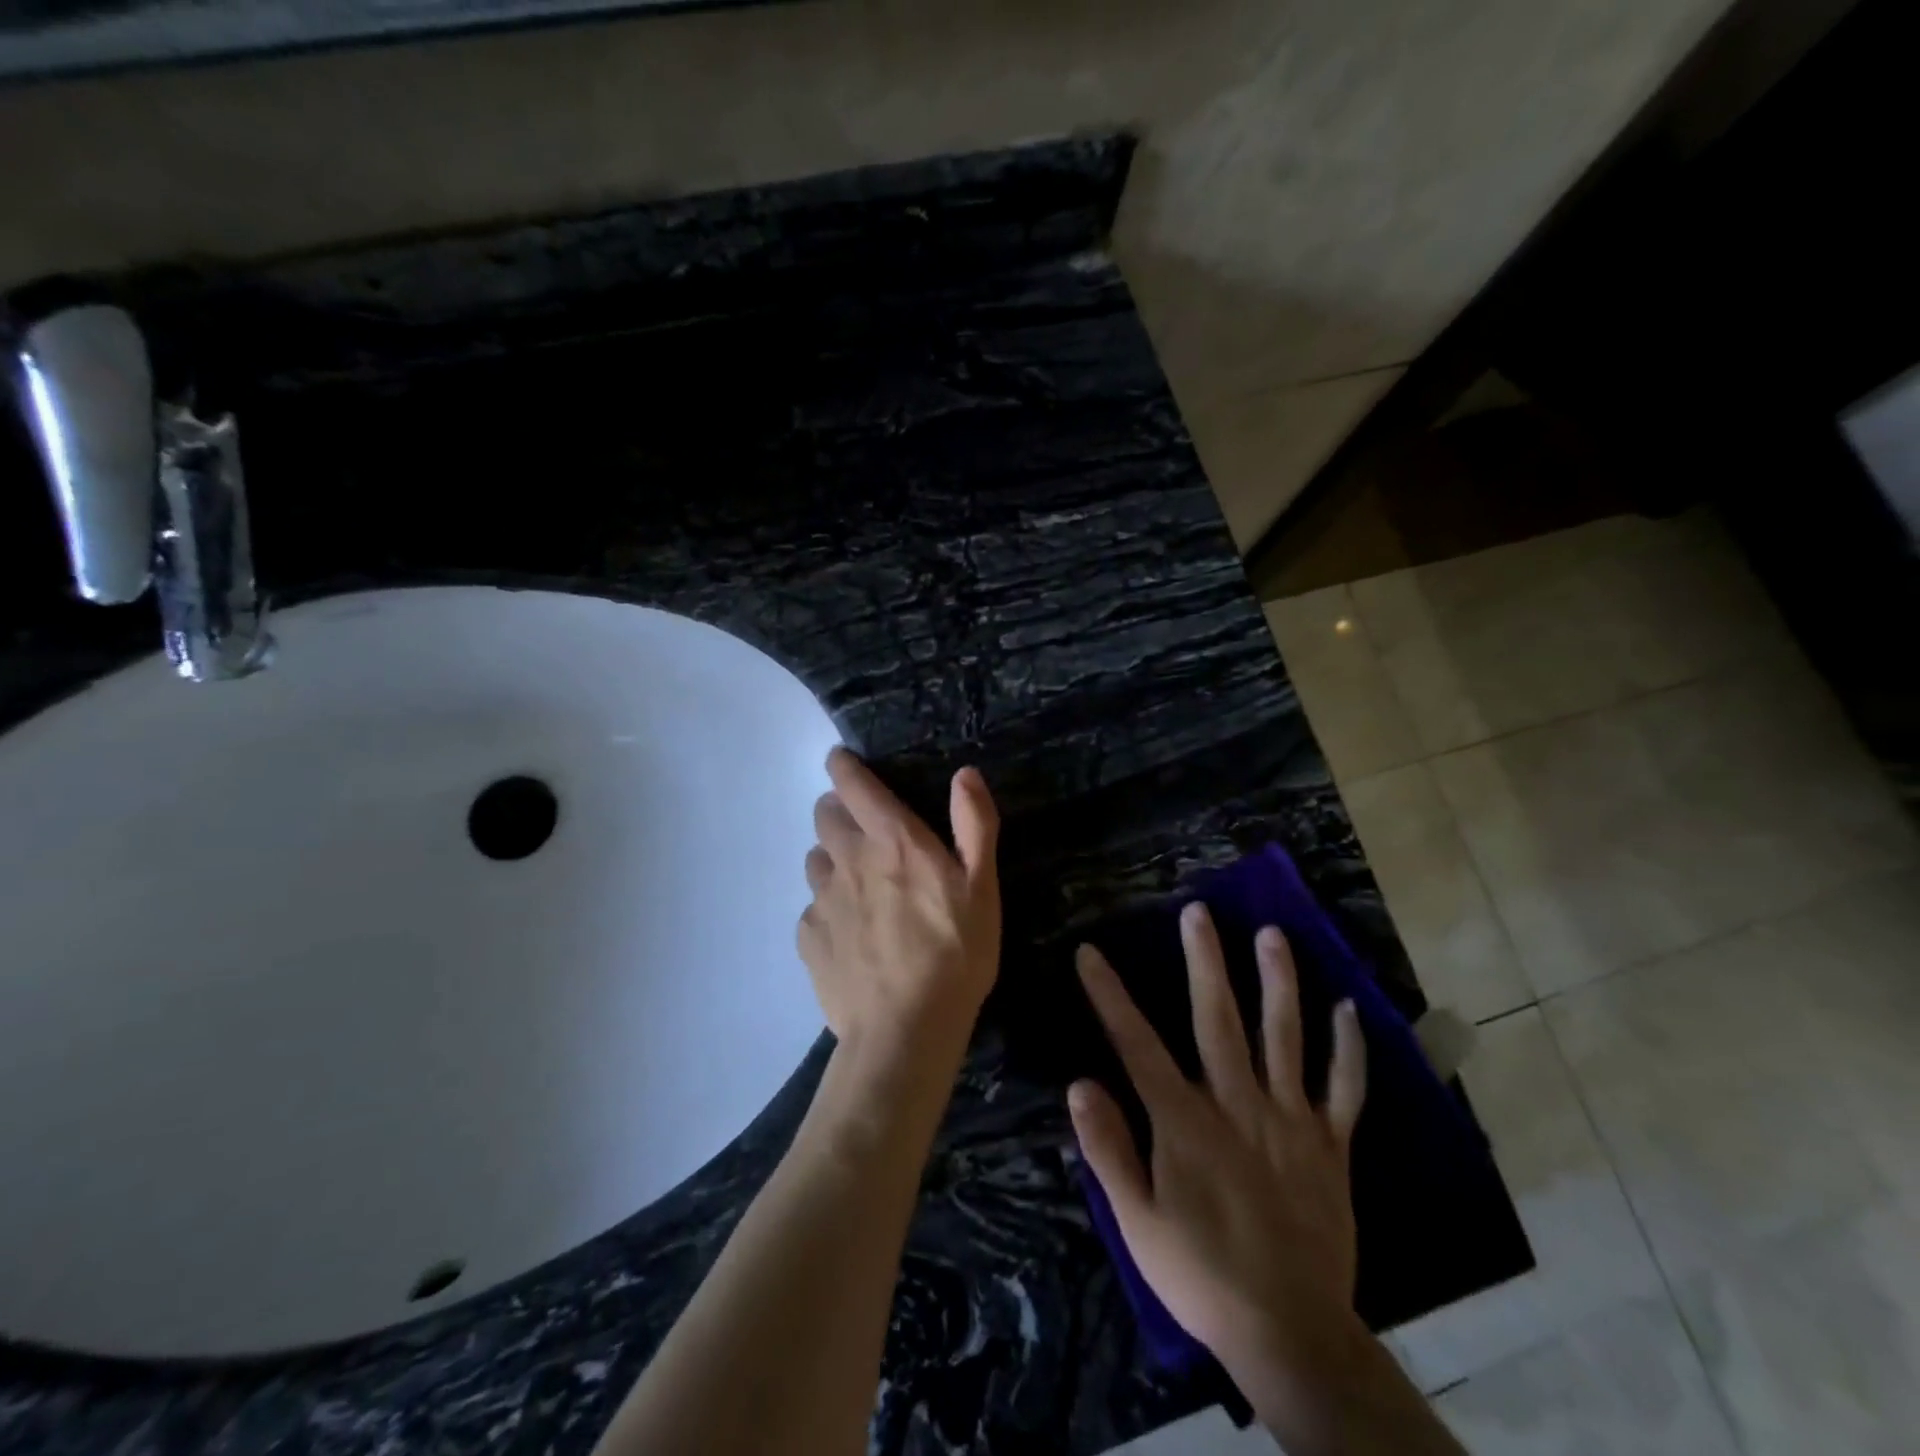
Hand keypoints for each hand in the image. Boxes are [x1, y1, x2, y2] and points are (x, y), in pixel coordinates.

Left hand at [797, 748, 1001, 1057]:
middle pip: (824, 815)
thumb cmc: (954, 955)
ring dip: (833, 857)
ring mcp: (823, 900)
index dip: (843, 766)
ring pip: (816, 859)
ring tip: (860, 883)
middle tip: (864, 828)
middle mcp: (848, 860)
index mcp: (892, 841)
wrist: (904, 1031)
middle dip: (838, 810)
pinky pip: (813, 908)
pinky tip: (850, 933)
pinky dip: (828, 907)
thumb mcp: (983, 888)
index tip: (842, 761)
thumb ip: (975, 825)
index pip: (852, 784)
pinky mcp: (809, 938)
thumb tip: (965, 774)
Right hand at [1069, 904, 1366, 1384]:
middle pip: (1218, 1019)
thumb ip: (1108, 1148)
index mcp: (1185, 1120)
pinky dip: (1348, 1049)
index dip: (1109, 995)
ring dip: (1278, 982)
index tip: (1090, 953)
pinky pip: (1343, 1089)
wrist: (1291, 1333)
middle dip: (1204, 961)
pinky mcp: (1329, 1145)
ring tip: (1272, 934)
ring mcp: (1290, 1120)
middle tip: (1199, 912)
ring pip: (1284, 1037)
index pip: (1136, 1043)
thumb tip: (1079, 1083)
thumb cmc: (1201, 1274)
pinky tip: (1347, 1008)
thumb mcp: (1137, 1221)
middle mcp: (1237, 1104)